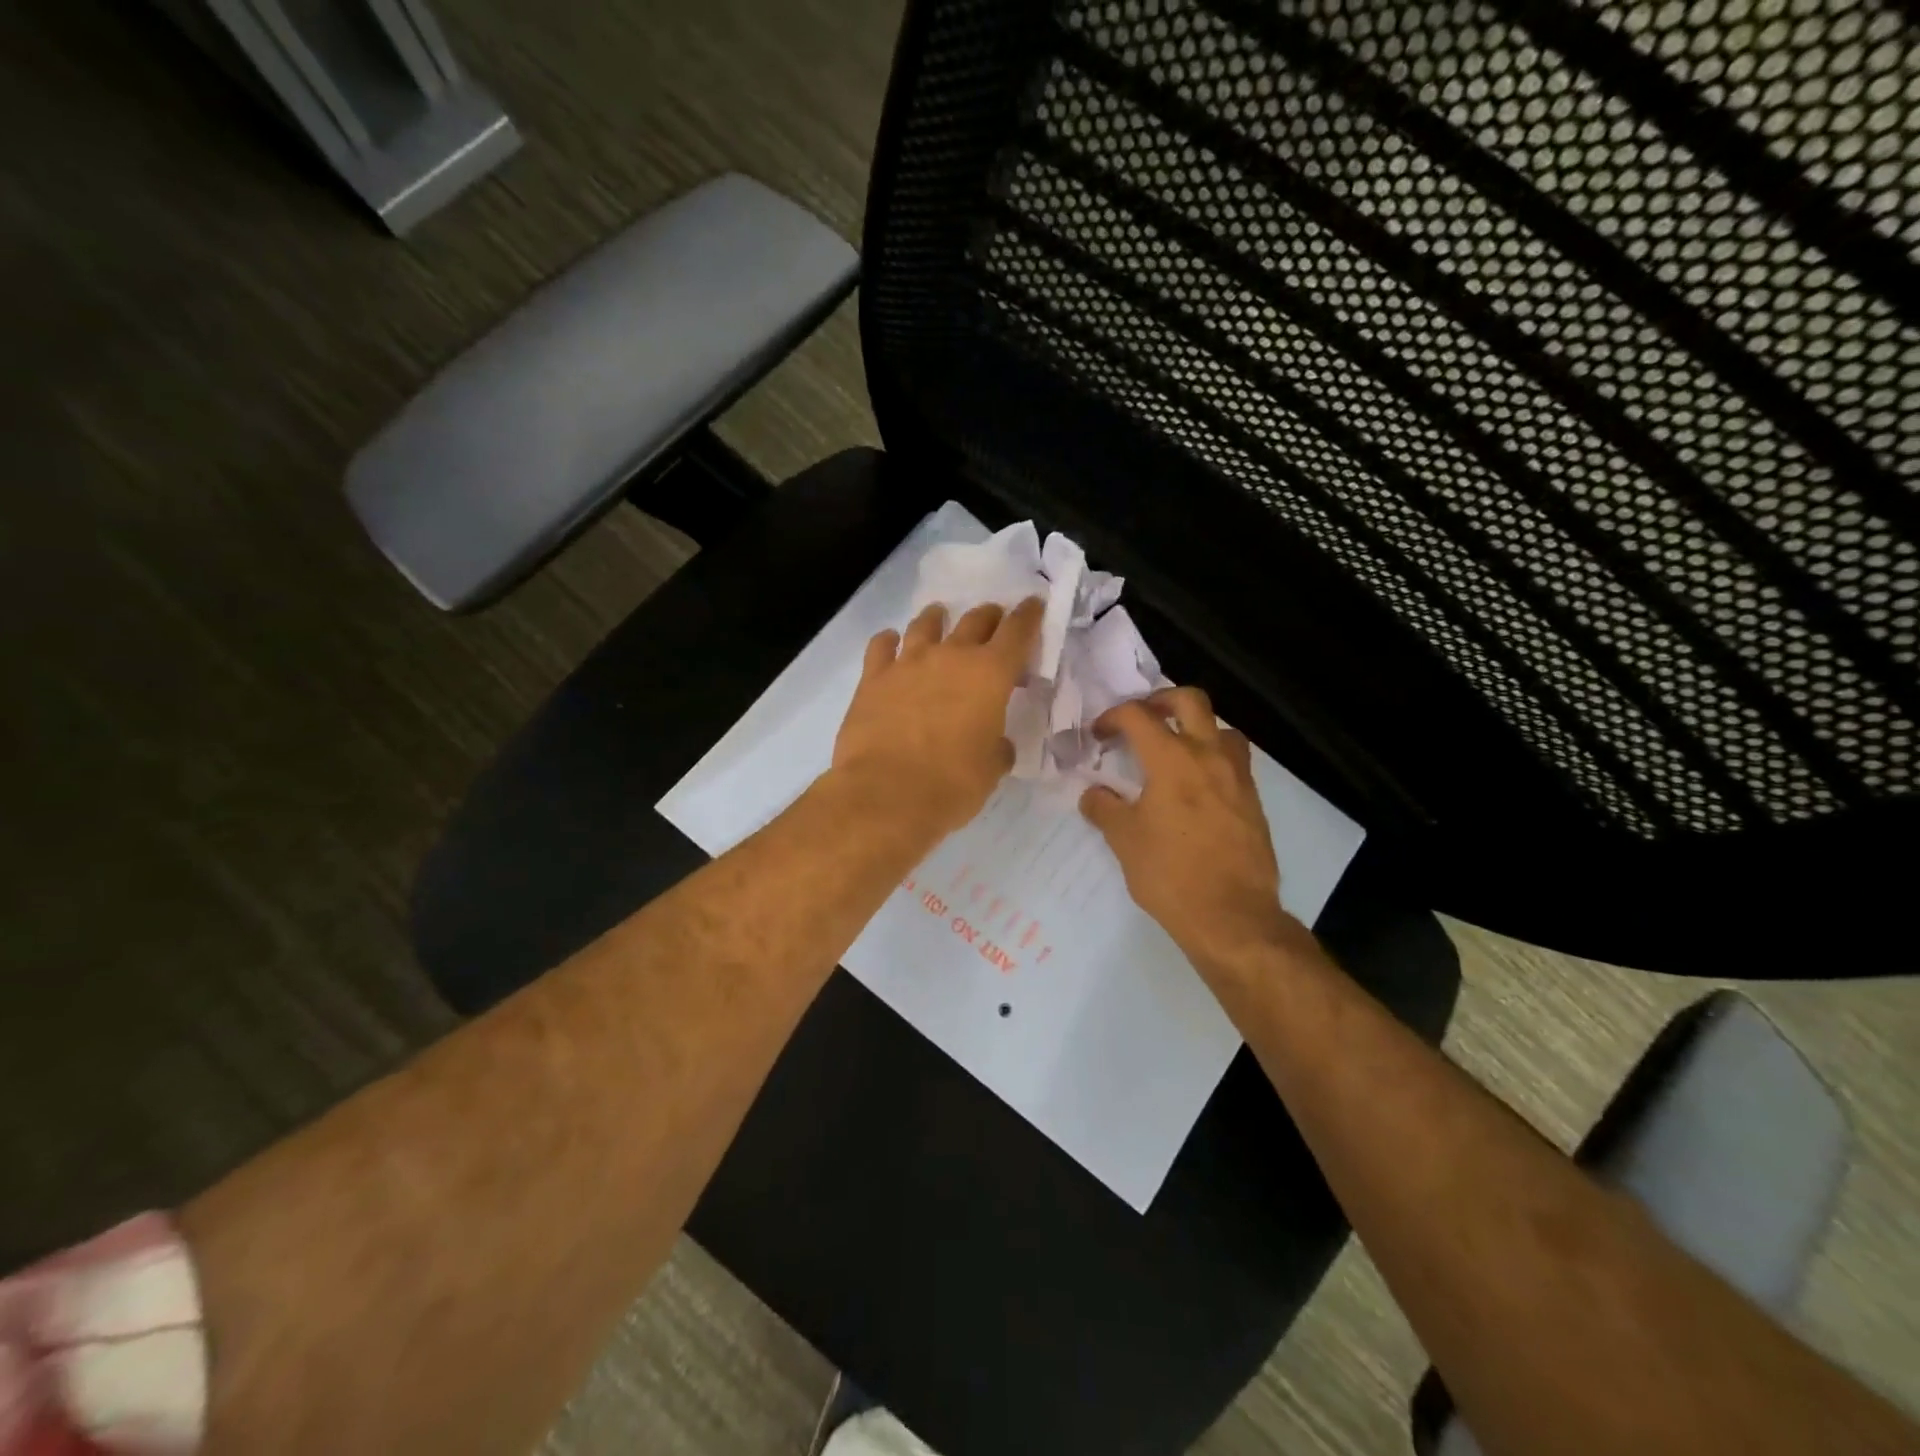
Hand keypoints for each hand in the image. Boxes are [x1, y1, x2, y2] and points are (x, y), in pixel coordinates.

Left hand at [832, 597, 1043, 838]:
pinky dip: (889, 641)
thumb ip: (997, 747)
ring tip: (940, 617)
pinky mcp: (872, 678)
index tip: (1033, 605)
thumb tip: (995, 743)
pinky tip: (891, 643)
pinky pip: (881, 646)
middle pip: (975, 620)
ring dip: (937, 619)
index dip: (1028, 616)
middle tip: (993, 619)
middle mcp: (951, 656)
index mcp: (990, 674)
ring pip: (925, 625)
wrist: (886, 794)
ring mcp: (907, 663)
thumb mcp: (991, 769)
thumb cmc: (952, 784)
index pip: (1017, 632)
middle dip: (988, 617)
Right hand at [1079, 687, 1300, 972]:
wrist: (1232, 916)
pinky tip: (1196, 787)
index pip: (1138, 716)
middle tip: (1143, 718)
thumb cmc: (1170, 875)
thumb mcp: (1124, 841)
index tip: (1099, 734)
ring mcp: (1237, 777)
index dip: (1113, 717)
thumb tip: (1093, 794)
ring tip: (1176, 750)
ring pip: (1221, 728)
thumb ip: (1104, 809)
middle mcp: (1209, 756)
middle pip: (1190, 700)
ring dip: (1196, 728)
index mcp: (1172, 760)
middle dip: (1161, 700)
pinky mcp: (1253, 801)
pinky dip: (1212, 759)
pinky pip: (1234, 761)